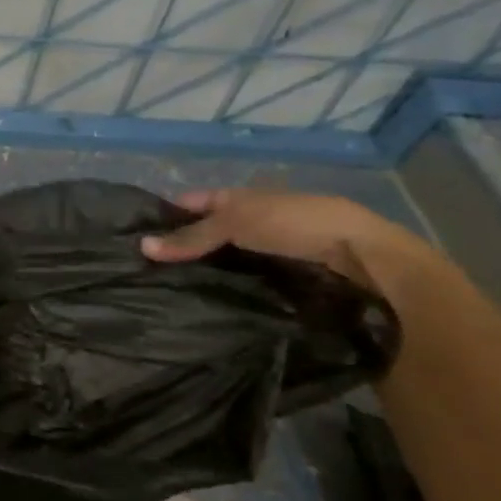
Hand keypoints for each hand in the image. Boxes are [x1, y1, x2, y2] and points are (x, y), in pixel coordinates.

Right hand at [140, 188, 430, 291]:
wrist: (363, 256)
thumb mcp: (235, 222)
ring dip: (204, 272)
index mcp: (240, 198)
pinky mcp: (284, 277)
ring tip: (167, 292)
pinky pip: (244, 280)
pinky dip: (226, 288)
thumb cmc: (294, 224)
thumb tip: (142, 246)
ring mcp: (269, 250)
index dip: (167, 214)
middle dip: (182, 247)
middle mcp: (252, 220)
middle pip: (207, 233)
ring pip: (225, 259)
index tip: (136, 236)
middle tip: (145, 270)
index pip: (192, 203)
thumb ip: (192, 236)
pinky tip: (206, 302)